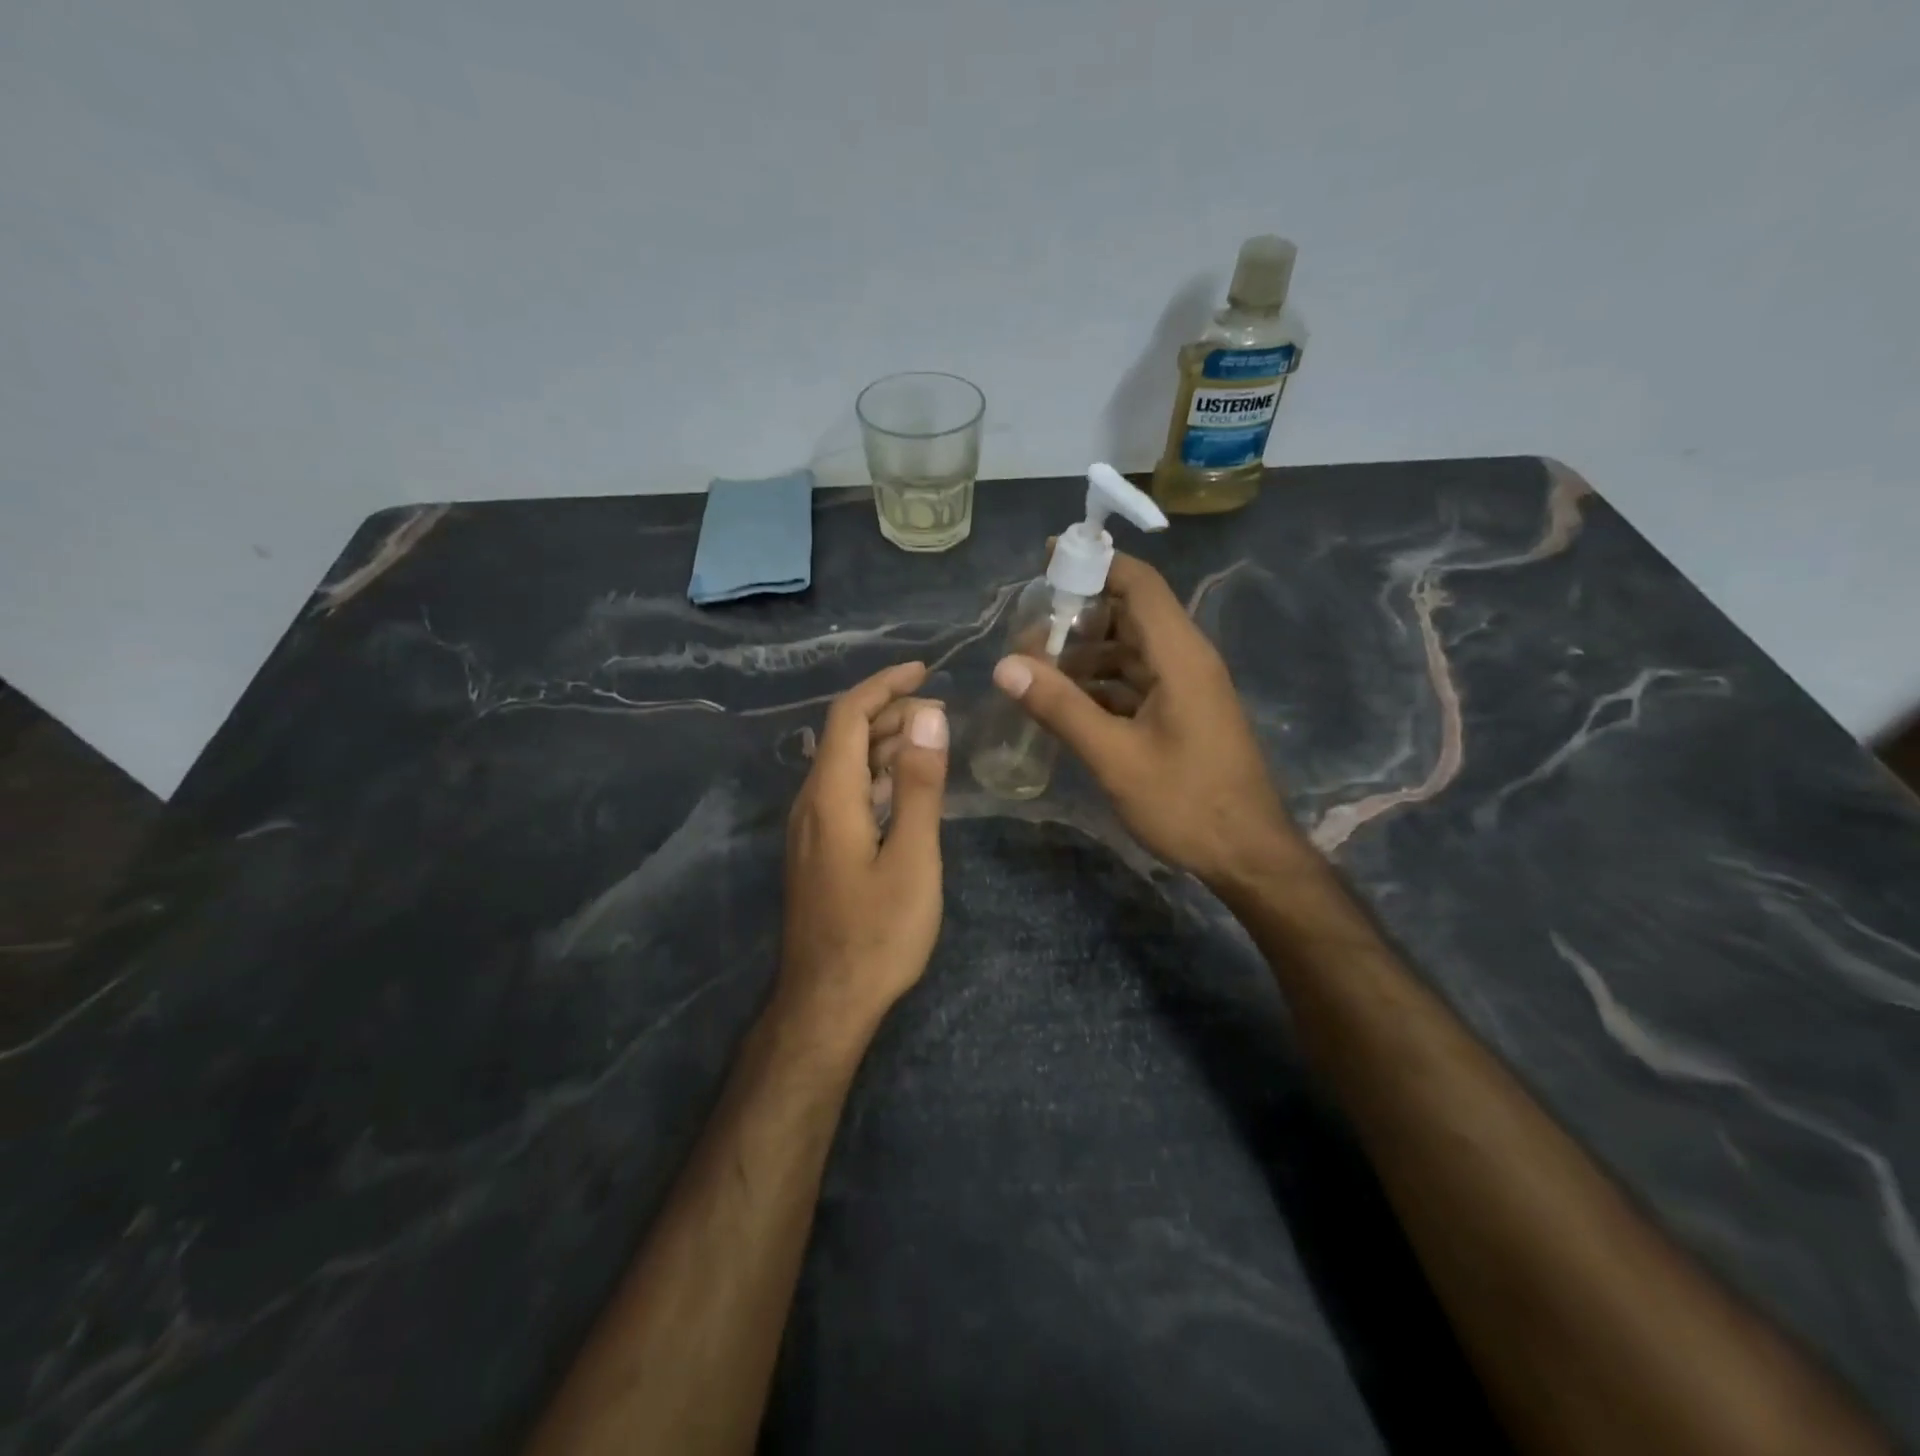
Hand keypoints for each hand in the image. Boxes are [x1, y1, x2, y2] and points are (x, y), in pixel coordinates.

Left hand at [778, 661, 949, 1038]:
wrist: (826, 1002)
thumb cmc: (877, 933)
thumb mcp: (913, 858)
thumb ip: (921, 786)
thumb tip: (929, 718)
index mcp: (831, 795)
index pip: (849, 716)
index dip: (884, 685)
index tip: (926, 670)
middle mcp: (811, 802)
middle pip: (844, 736)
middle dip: (891, 713)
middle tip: (942, 714)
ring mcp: (810, 829)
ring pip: (845, 765)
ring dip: (886, 744)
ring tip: (932, 742)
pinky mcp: (817, 851)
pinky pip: (845, 793)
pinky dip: (877, 776)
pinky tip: (906, 789)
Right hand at [991, 553, 1297, 888]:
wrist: (1249, 855)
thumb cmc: (1186, 803)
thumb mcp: (1115, 757)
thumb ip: (1060, 708)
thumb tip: (1005, 666)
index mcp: (1179, 655)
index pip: (1139, 584)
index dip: (1095, 563)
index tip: (1047, 561)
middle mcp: (1187, 660)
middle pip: (1130, 615)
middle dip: (1077, 618)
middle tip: (1027, 635)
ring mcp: (1187, 688)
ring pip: (1130, 651)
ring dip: (1085, 656)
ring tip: (1036, 673)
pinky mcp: (1183, 714)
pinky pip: (1137, 682)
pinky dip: (1101, 685)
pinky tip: (1066, 704)